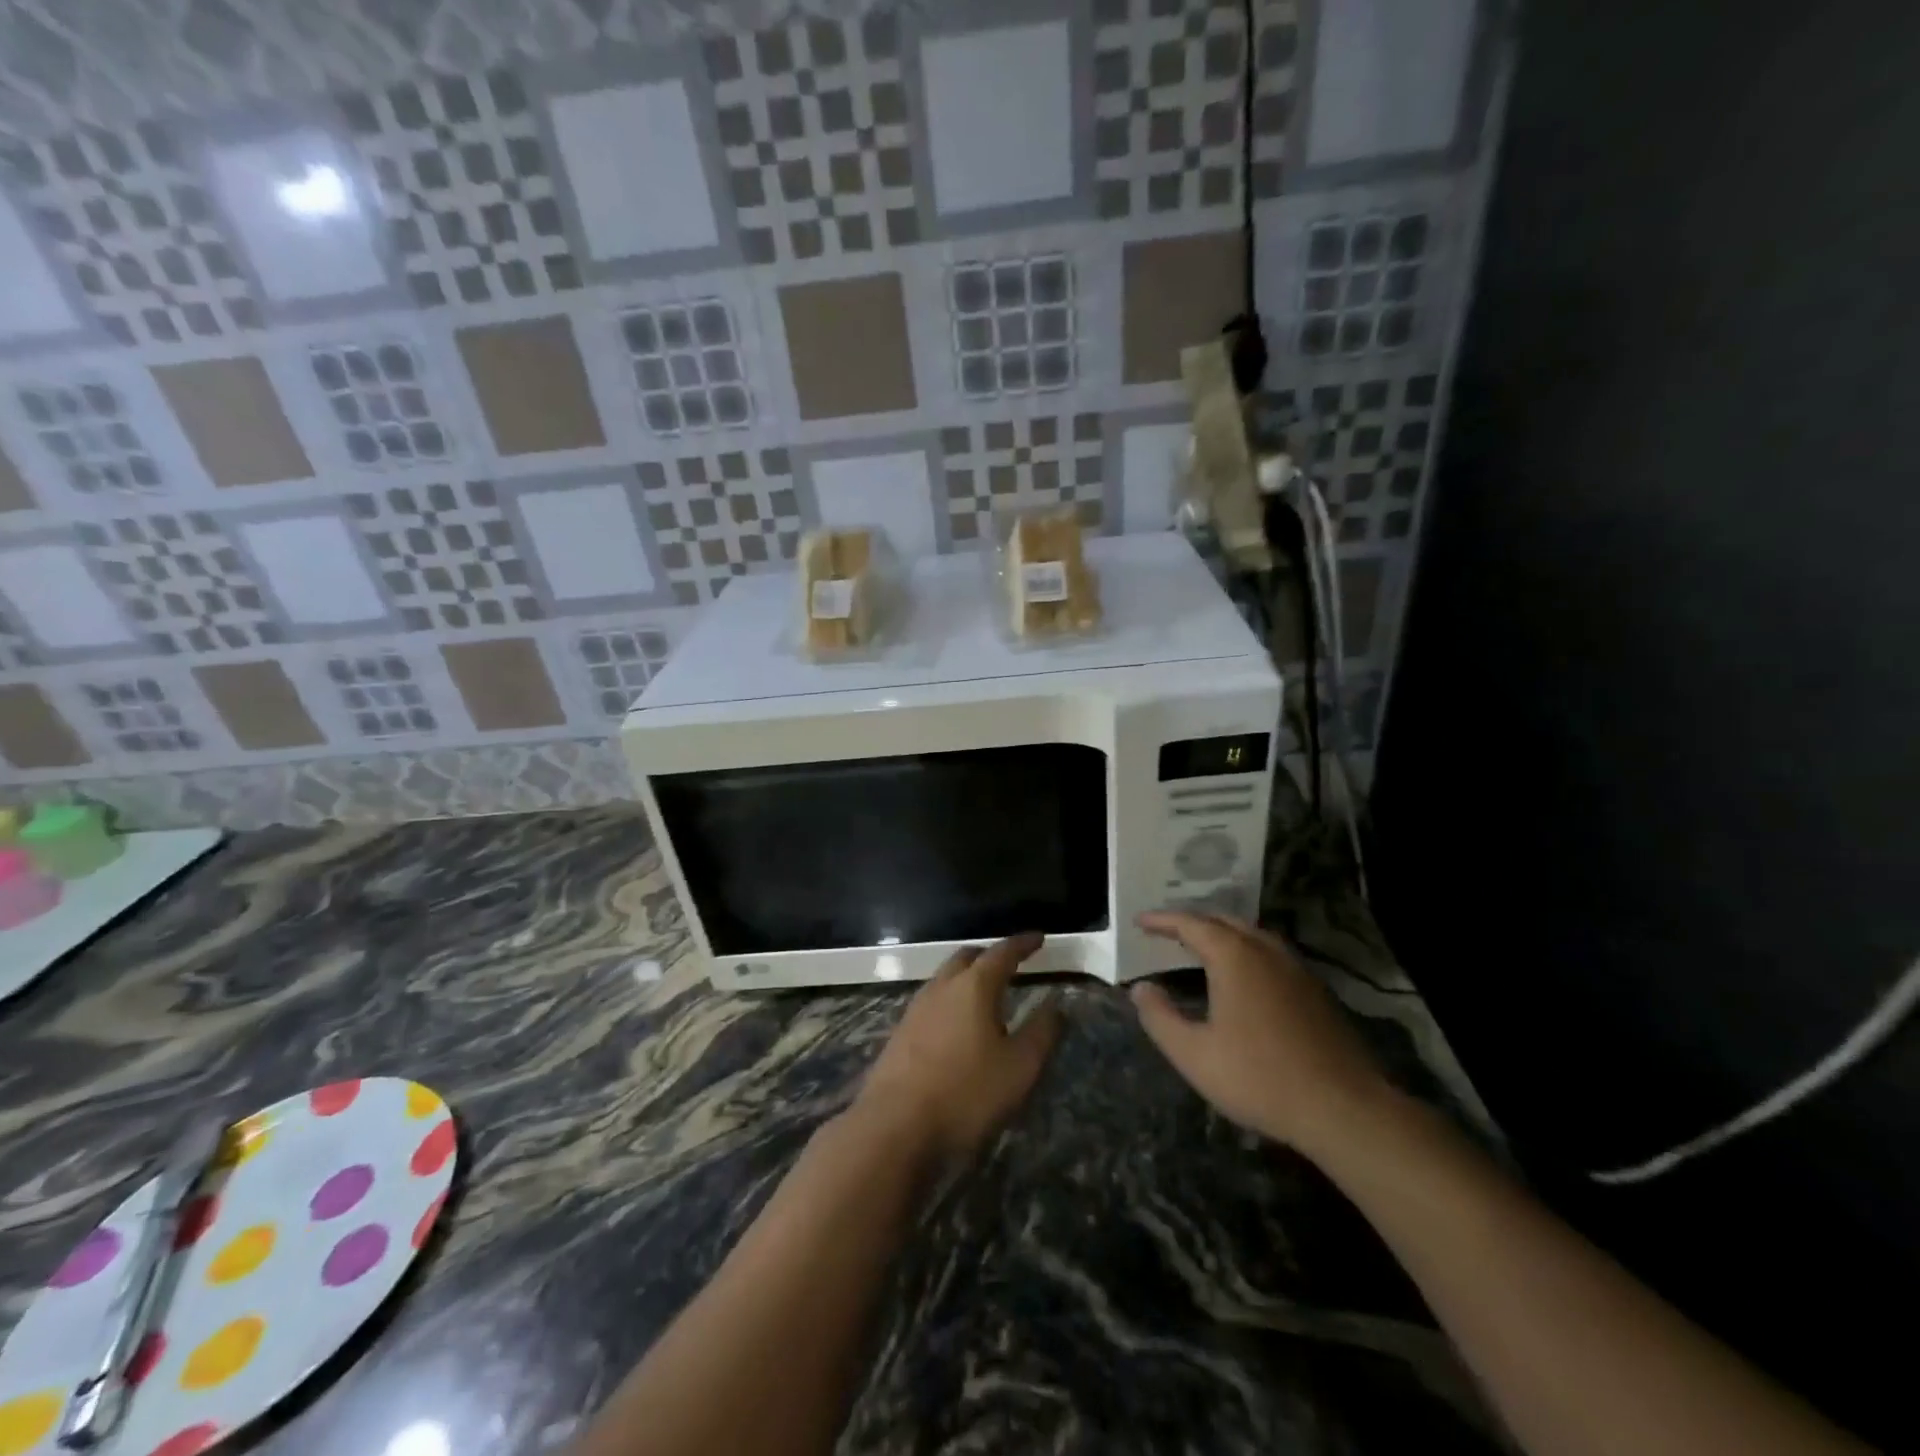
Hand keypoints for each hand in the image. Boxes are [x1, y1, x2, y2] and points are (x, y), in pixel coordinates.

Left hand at [855, 933, 1062, 1161]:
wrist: (895, 1125)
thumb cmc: (966, 1093)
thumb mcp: (1019, 1068)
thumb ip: (1041, 1033)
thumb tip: (1056, 1005)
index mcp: (974, 987)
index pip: (1002, 953)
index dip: (1022, 944)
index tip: (1038, 938)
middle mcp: (942, 987)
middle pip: (967, 958)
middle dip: (990, 956)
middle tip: (1010, 964)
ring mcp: (916, 1008)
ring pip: (945, 978)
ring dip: (967, 977)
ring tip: (985, 992)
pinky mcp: (901, 1032)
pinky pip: (932, 1001)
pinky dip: (950, 1000)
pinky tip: (956, 1023)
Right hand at [1131, 912, 1395, 1155]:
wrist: (1344, 1108)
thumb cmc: (1259, 1078)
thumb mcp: (1194, 1054)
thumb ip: (1160, 1017)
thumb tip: (1140, 988)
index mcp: (1234, 956)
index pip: (1191, 924)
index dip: (1162, 920)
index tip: (1139, 921)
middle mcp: (1266, 951)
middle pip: (1224, 920)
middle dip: (1193, 921)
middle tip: (1167, 931)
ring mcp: (1296, 968)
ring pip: (1252, 935)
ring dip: (1222, 934)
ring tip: (1201, 947)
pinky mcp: (1315, 990)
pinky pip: (1271, 954)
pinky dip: (1246, 951)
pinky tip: (1243, 976)